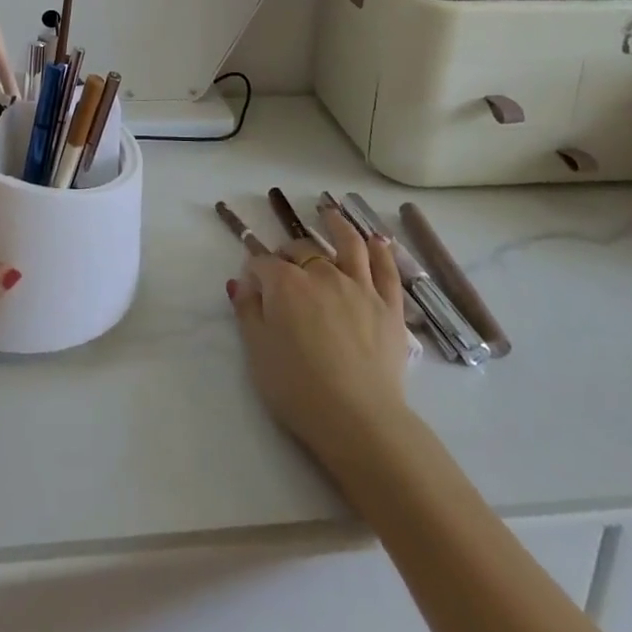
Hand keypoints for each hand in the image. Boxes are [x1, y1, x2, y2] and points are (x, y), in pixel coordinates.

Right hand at [228, 205, 411, 460]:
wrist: (358, 419)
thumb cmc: (297, 388)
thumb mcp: (257, 352)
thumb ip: (248, 311)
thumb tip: (242, 282)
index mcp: (285, 284)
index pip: (263, 263)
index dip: (254, 269)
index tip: (251, 283)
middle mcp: (321, 274)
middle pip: (302, 251)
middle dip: (289, 252)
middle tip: (284, 264)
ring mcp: (359, 287)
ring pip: (349, 245)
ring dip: (337, 225)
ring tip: (330, 212)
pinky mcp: (389, 306)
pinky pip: (386, 271)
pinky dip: (381, 251)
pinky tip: (378, 240)